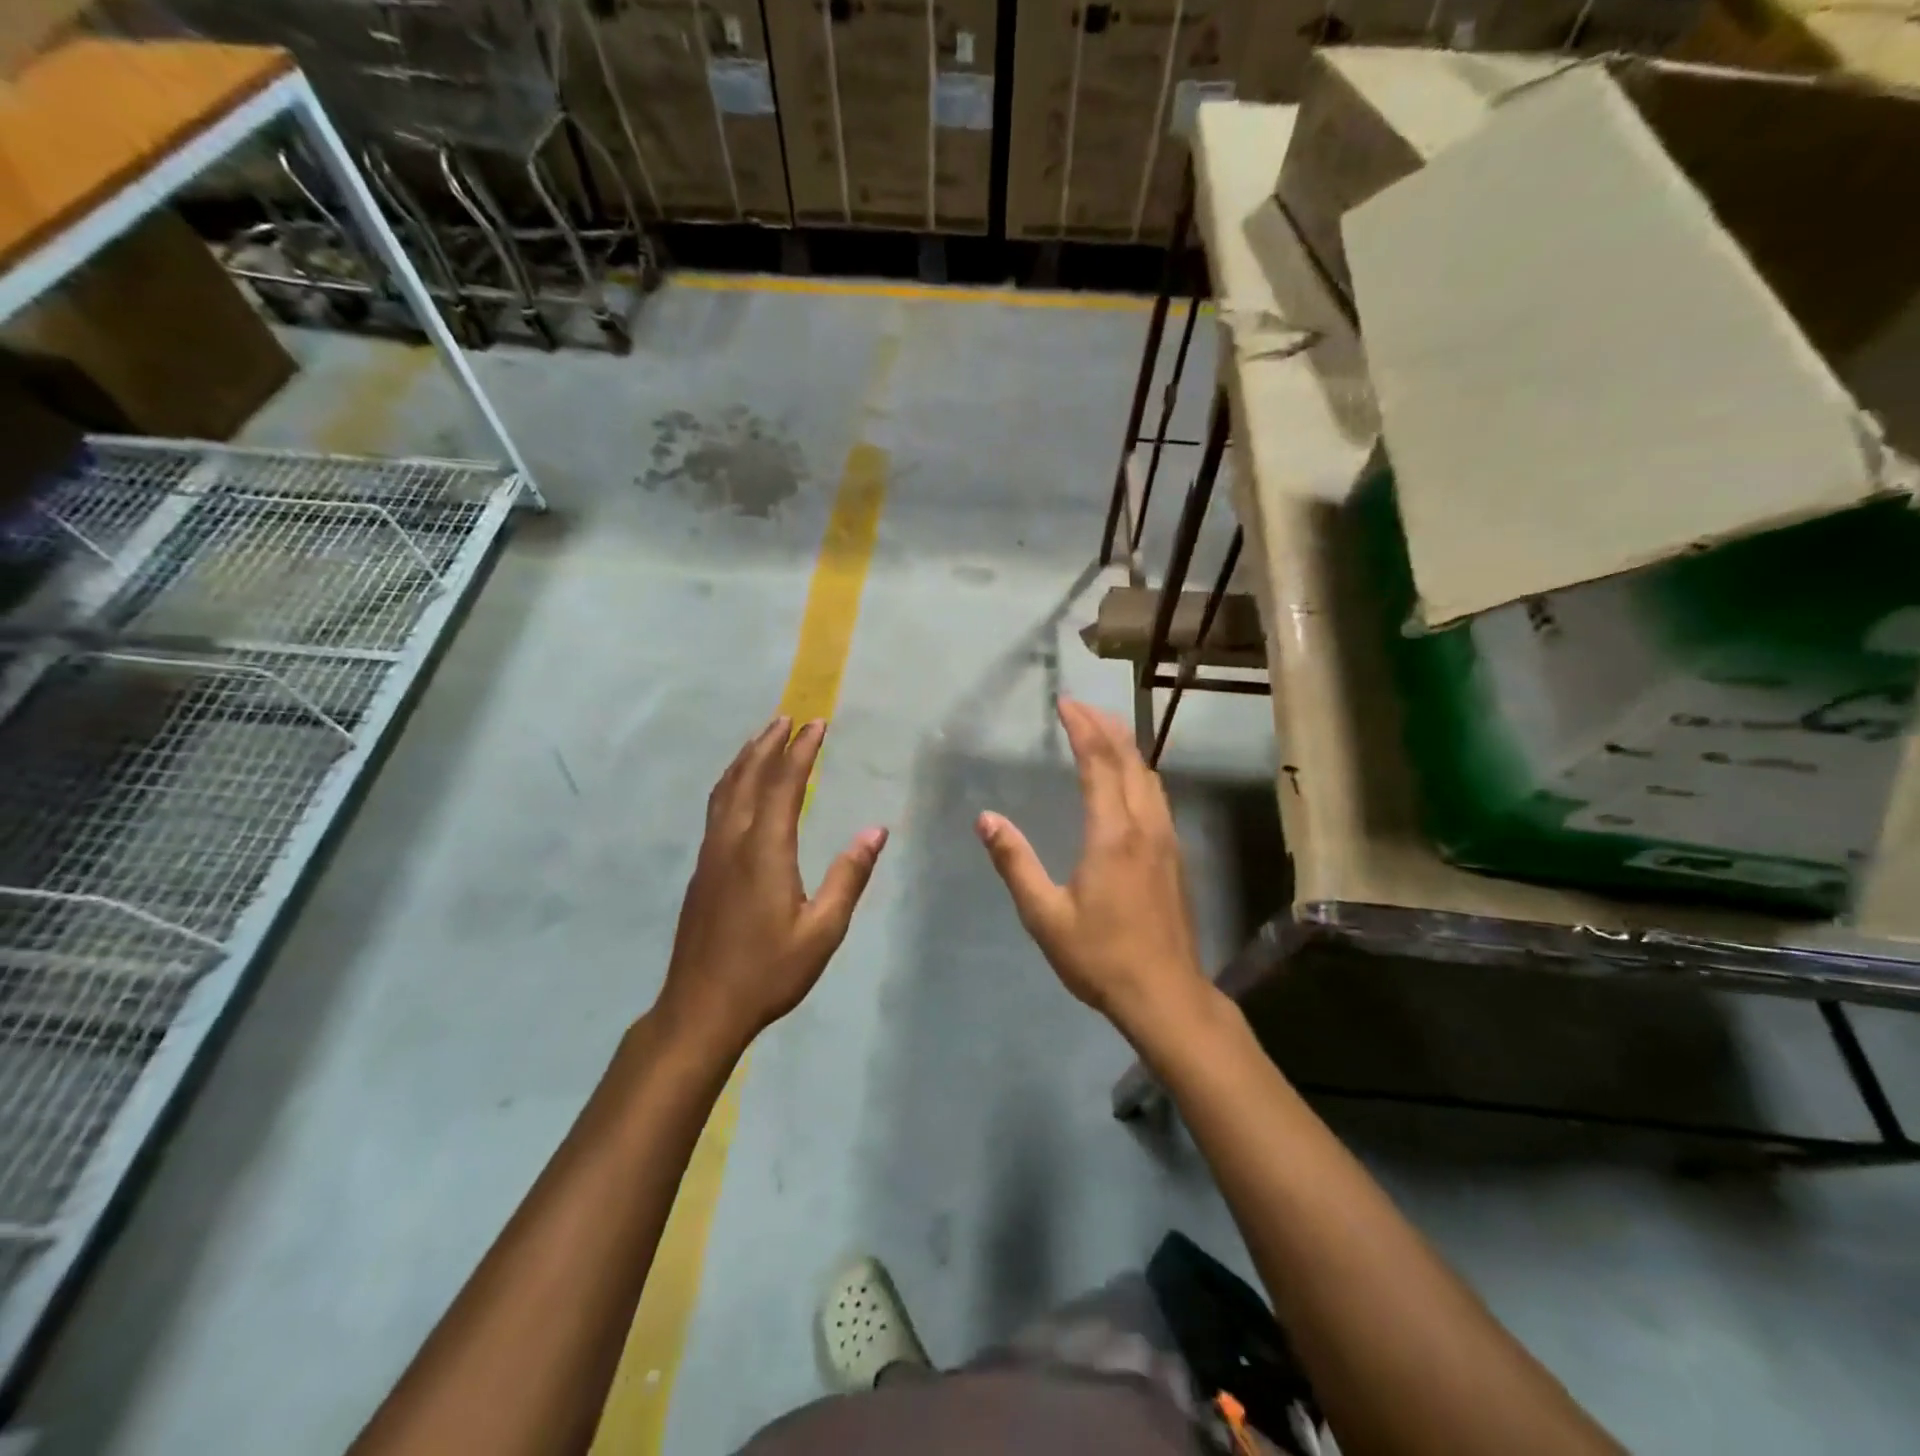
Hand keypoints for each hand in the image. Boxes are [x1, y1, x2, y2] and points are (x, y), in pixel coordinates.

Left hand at [657, 716, 887, 1054]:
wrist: (700, 1009)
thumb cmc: (768, 972)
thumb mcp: (823, 930)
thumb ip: (849, 876)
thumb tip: (876, 831)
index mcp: (764, 851)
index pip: (783, 784)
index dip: (801, 751)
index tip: (817, 723)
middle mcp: (732, 841)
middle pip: (748, 777)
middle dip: (769, 743)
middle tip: (788, 717)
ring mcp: (711, 855)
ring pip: (725, 790)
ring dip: (745, 759)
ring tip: (763, 738)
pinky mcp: (702, 870)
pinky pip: (717, 808)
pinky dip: (732, 783)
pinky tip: (739, 789)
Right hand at [976, 698, 1209, 1035]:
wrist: (1166, 994)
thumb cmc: (1100, 956)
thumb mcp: (1045, 915)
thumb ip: (1015, 862)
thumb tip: (986, 819)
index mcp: (1112, 834)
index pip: (1099, 763)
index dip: (1082, 728)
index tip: (1065, 703)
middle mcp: (1145, 826)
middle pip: (1130, 760)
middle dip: (1105, 726)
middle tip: (1080, 706)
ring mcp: (1167, 839)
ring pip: (1149, 776)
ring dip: (1126, 747)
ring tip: (1102, 732)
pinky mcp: (1175, 855)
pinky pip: (1157, 796)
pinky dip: (1138, 772)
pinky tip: (1127, 781)